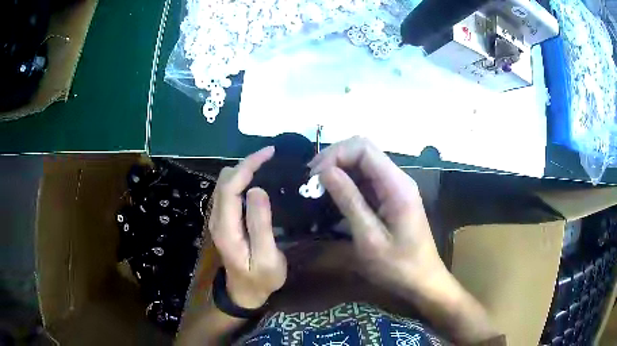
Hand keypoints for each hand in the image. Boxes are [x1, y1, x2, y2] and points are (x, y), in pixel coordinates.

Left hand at [208, 146, 286, 309]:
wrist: (244, 292)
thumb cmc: (260, 279)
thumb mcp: (267, 258)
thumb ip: (260, 226)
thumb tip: (257, 190)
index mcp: (226, 228)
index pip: (230, 187)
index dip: (247, 165)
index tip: (269, 153)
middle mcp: (216, 219)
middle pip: (224, 180)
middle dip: (246, 163)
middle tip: (272, 158)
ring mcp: (217, 219)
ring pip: (224, 183)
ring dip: (243, 170)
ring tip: (267, 165)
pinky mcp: (223, 220)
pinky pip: (228, 191)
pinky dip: (242, 179)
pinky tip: (258, 180)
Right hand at [309, 137, 446, 294]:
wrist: (422, 280)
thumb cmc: (398, 266)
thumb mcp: (369, 238)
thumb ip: (349, 201)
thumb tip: (325, 172)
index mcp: (397, 185)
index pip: (363, 148)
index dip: (335, 155)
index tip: (314, 177)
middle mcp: (397, 179)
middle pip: (363, 151)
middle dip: (334, 160)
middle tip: (311, 182)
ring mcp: (395, 187)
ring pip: (362, 164)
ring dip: (338, 171)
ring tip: (316, 190)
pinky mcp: (391, 198)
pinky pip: (366, 181)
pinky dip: (346, 185)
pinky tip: (332, 199)